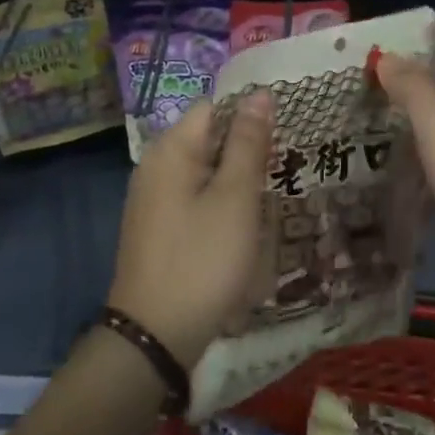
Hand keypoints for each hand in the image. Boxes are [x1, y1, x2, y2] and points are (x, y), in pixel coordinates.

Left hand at [107, 91, 272, 366]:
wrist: (153, 340)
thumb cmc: (201, 261)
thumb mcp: (235, 198)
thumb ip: (248, 143)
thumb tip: (259, 94)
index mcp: (171, 148)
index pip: (215, 107)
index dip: (250, 115)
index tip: (282, 136)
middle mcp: (155, 164)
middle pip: (208, 137)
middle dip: (245, 149)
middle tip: (281, 168)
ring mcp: (152, 198)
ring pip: (203, 169)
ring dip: (235, 179)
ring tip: (268, 197)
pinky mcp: (156, 227)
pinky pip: (193, 196)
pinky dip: (218, 202)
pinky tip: (240, 226)